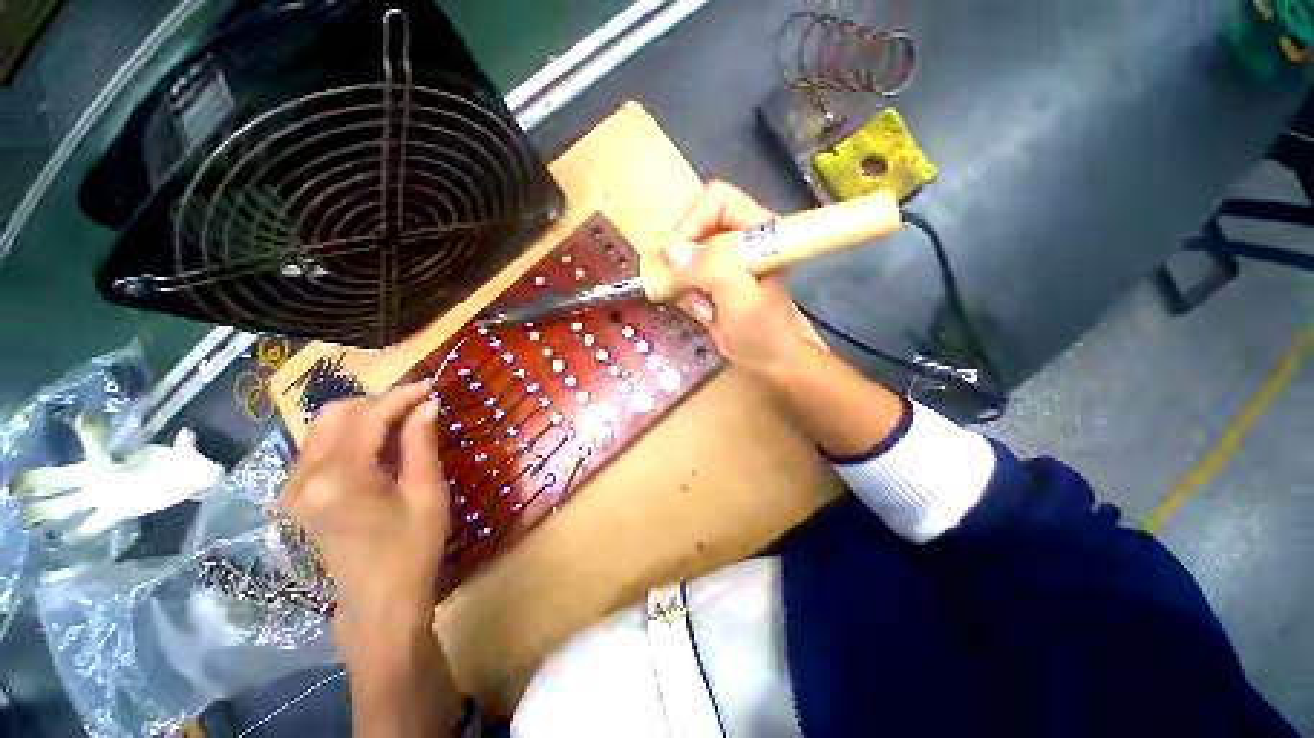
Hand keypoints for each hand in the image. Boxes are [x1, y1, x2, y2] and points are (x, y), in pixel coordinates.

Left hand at [280, 382, 447, 654]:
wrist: (378, 602)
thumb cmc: (411, 549)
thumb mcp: (426, 493)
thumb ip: (420, 443)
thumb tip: (427, 404)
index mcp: (339, 478)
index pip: (368, 417)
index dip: (402, 395)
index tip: (431, 385)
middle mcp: (305, 477)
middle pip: (335, 414)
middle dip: (379, 401)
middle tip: (417, 405)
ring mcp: (294, 487)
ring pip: (323, 427)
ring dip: (363, 415)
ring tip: (402, 420)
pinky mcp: (297, 495)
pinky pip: (319, 447)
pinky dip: (350, 434)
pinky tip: (378, 443)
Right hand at [665, 180, 815, 373]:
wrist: (767, 359)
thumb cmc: (763, 331)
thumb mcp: (741, 298)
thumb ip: (713, 268)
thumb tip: (673, 252)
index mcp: (757, 228)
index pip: (715, 199)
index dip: (693, 223)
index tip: (679, 258)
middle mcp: (738, 236)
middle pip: (693, 226)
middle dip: (686, 263)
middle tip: (693, 292)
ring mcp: (722, 257)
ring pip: (683, 254)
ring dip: (685, 284)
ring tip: (704, 308)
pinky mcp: (710, 277)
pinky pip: (682, 274)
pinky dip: (685, 295)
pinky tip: (703, 313)